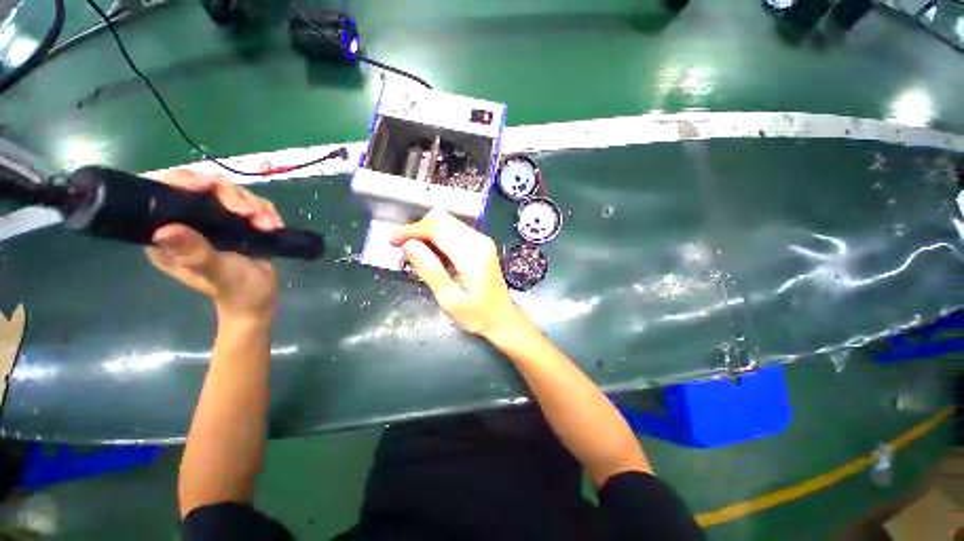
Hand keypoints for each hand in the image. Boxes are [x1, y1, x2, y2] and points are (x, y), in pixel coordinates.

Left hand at [145, 170, 282, 319]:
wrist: (261, 298)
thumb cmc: (237, 290)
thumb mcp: (216, 274)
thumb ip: (195, 253)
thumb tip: (164, 230)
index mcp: (168, 236)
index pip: (165, 194)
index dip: (184, 181)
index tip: (211, 186)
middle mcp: (186, 223)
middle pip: (204, 186)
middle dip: (232, 196)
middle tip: (251, 213)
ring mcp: (212, 221)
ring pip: (231, 192)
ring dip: (255, 206)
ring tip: (269, 226)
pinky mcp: (235, 222)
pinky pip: (250, 202)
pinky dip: (265, 211)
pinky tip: (274, 226)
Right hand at [390, 208, 524, 338]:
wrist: (503, 318)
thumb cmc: (477, 315)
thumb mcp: (449, 299)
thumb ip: (429, 270)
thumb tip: (408, 245)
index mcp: (472, 253)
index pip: (437, 228)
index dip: (411, 231)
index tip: (393, 242)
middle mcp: (479, 239)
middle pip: (442, 219)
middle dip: (418, 230)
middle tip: (404, 251)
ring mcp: (481, 240)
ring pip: (447, 222)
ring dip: (427, 233)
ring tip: (416, 256)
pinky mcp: (480, 244)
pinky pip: (454, 231)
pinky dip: (438, 238)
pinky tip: (433, 256)